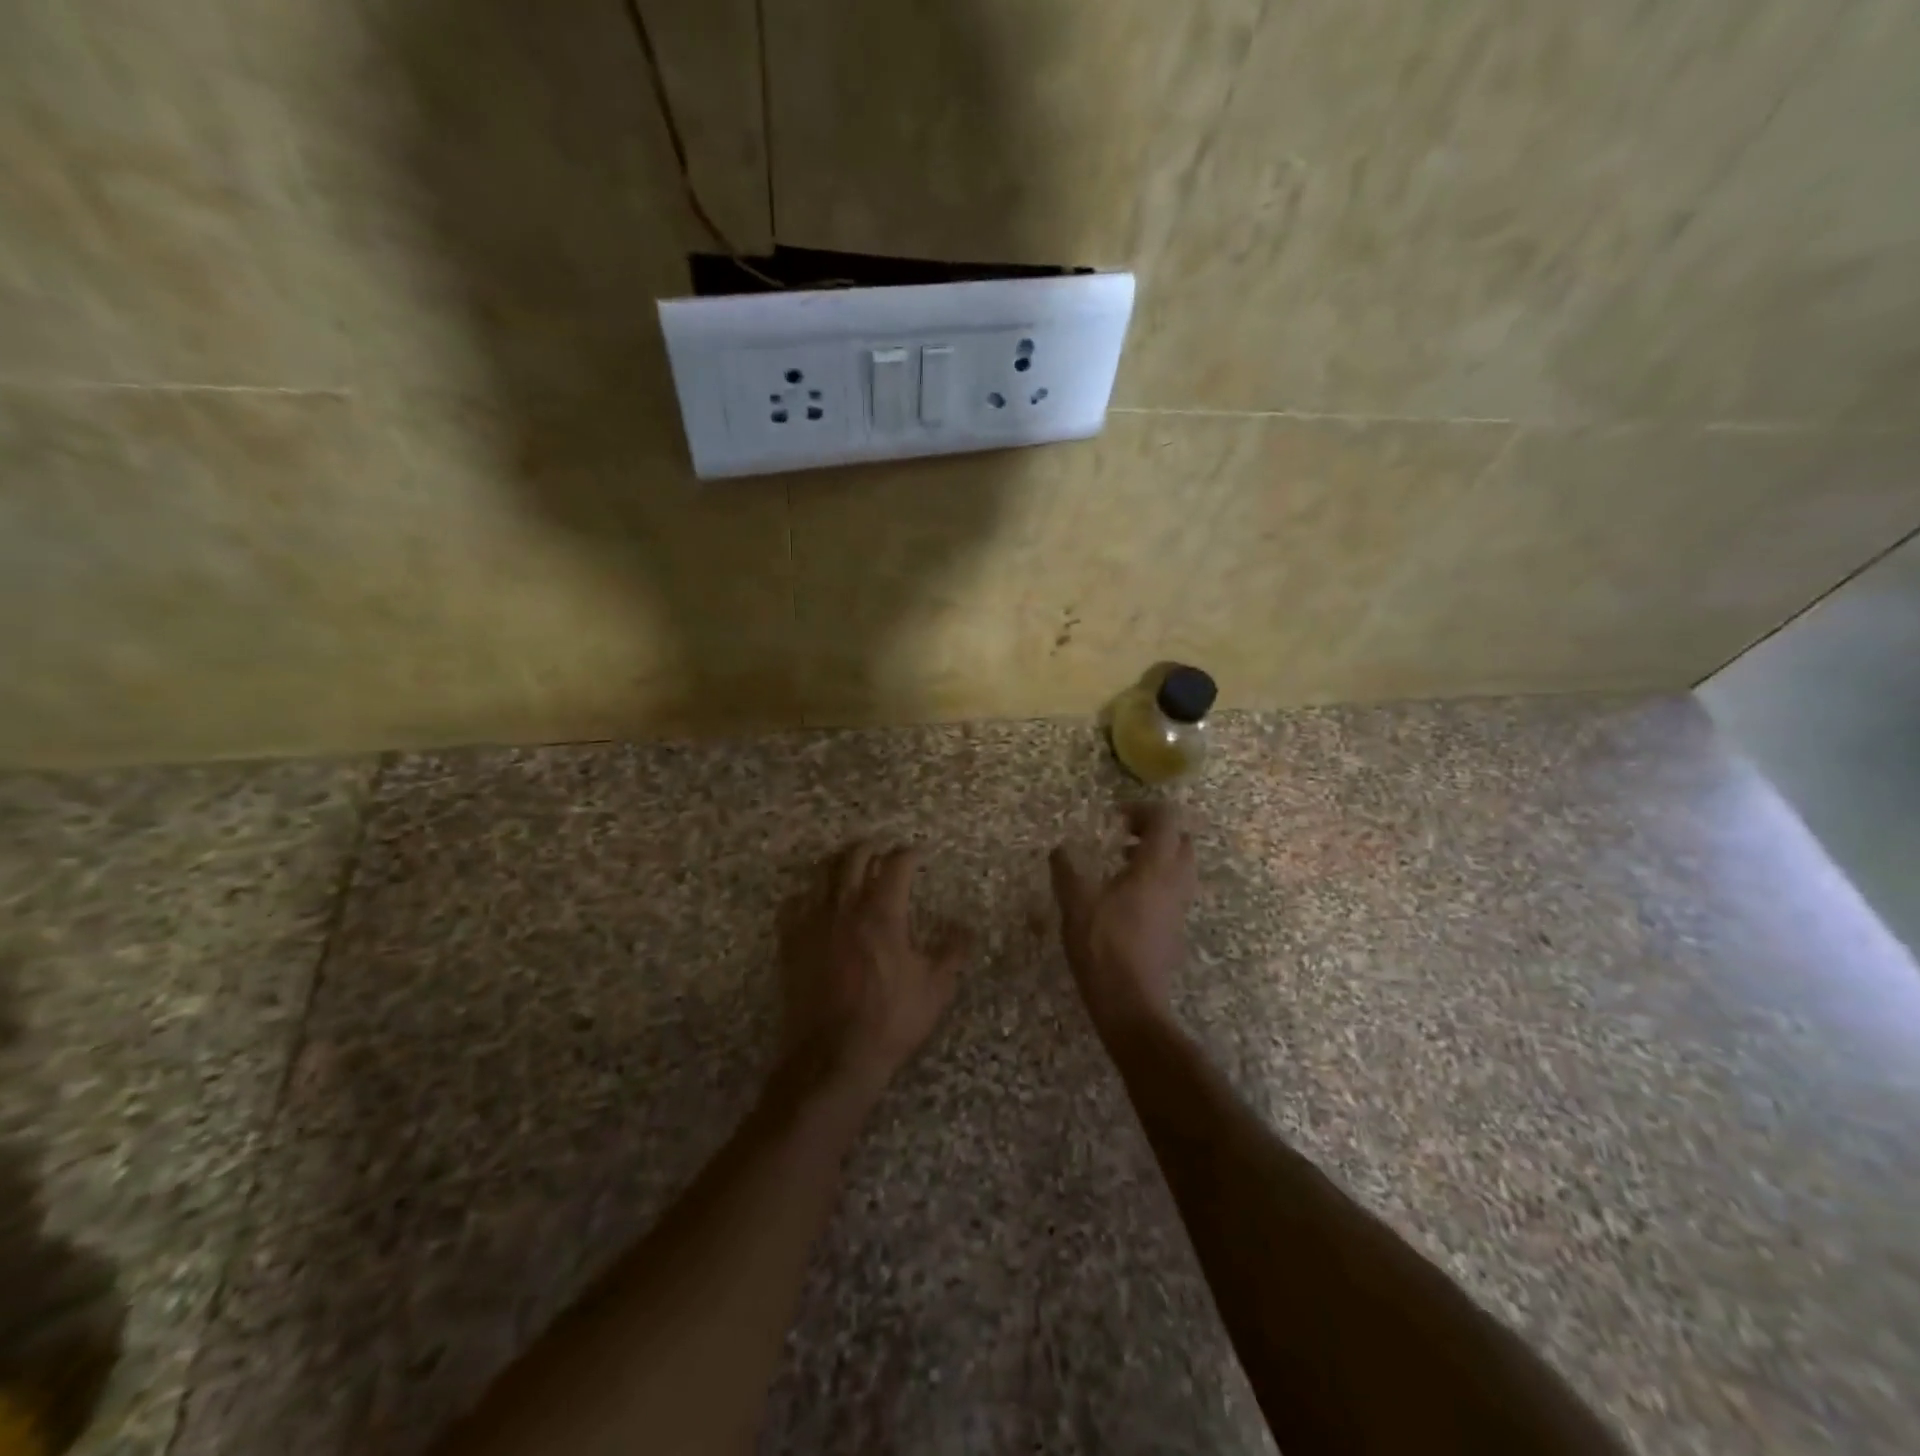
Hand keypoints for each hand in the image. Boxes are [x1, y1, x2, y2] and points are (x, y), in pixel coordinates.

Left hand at [779, 843, 967, 1100]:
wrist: (833, 1056)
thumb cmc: (891, 1020)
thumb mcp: (935, 988)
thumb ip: (953, 952)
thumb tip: (966, 928)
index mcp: (883, 913)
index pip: (896, 865)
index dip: (909, 853)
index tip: (917, 852)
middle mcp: (846, 907)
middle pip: (854, 858)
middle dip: (871, 848)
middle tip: (882, 850)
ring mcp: (813, 923)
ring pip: (822, 874)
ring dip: (839, 864)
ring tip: (849, 866)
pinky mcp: (790, 943)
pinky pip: (793, 904)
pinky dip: (806, 895)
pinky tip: (813, 902)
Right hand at [1050, 804, 1196, 1038]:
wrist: (1130, 1002)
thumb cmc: (1102, 946)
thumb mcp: (1075, 902)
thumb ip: (1066, 869)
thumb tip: (1059, 850)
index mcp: (1155, 868)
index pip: (1166, 819)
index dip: (1143, 810)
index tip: (1115, 818)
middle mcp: (1175, 882)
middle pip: (1182, 840)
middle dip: (1156, 831)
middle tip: (1124, 836)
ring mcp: (1179, 907)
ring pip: (1182, 866)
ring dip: (1158, 856)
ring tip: (1123, 863)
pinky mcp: (1175, 928)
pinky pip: (1175, 889)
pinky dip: (1157, 879)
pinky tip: (1125, 897)